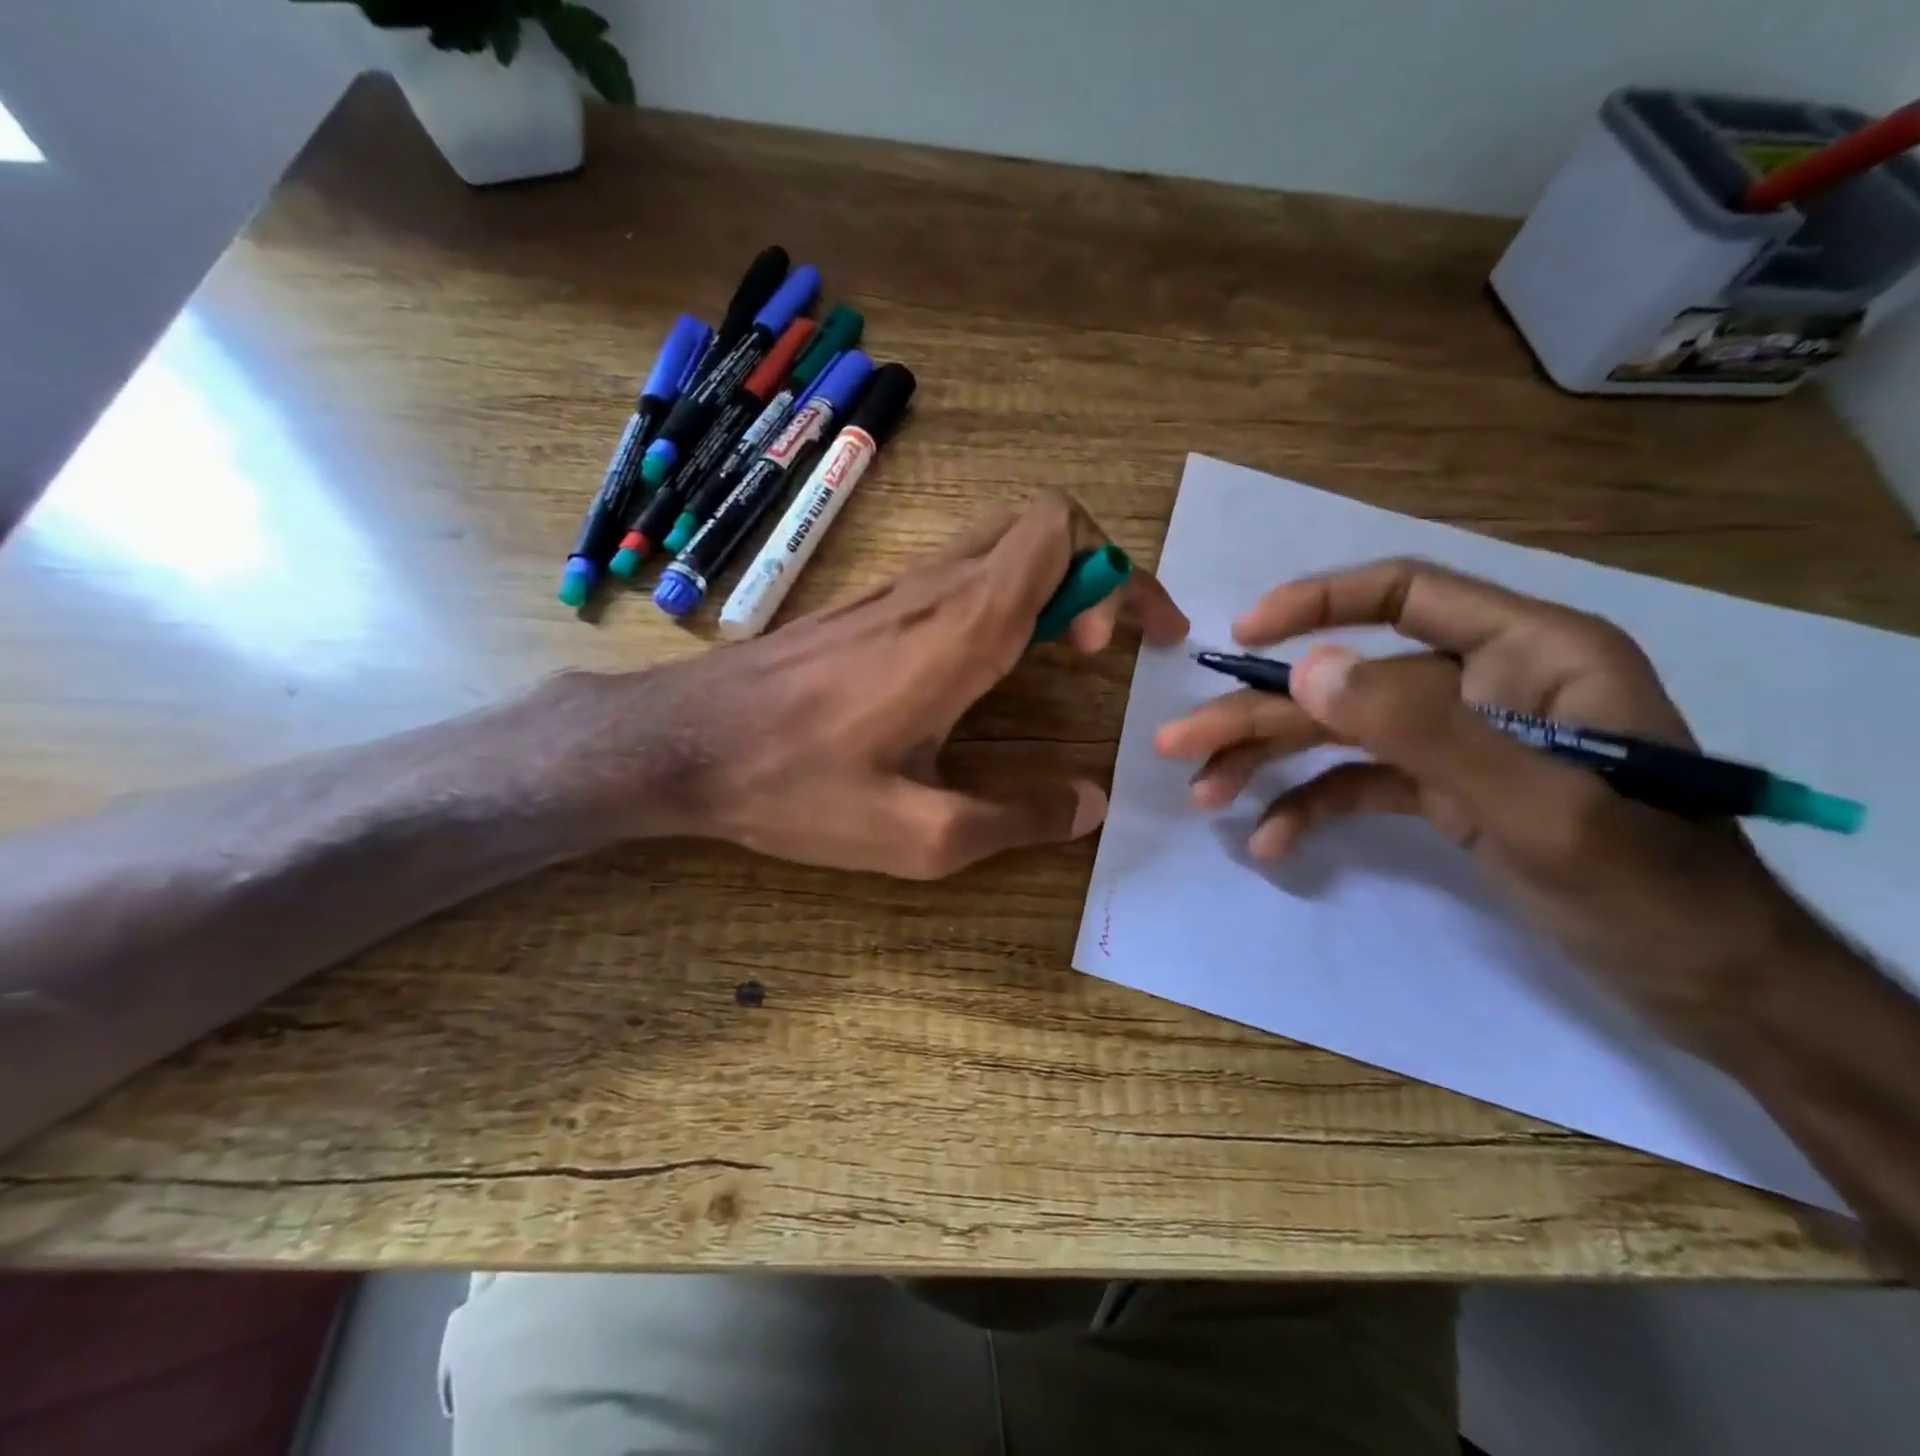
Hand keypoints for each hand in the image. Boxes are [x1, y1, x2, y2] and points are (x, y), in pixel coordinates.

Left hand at [635, 492, 1187, 877]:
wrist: (684, 744)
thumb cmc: (797, 786)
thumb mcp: (918, 835)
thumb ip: (1016, 819)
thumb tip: (1090, 805)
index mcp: (961, 629)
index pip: (1059, 532)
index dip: (1110, 574)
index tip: (1108, 648)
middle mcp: (935, 589)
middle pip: (1039, 523)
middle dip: (1095, 570)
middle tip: (1104, 644)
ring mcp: (896, 590)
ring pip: (998, 541)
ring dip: (1050, 581)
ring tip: (1064, 652)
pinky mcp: (867, 606)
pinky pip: (958, 570)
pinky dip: (1003, 593)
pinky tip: (989, 661)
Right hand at [1152, 559, 1829, 1043]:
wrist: (1704, 981)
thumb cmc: (1646, 886)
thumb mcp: (1538, 806)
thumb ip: (1425, 730)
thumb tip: (1309, 671)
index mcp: (1529, 652)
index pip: (1405, 595)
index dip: (1317, 605)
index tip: (1242, 637)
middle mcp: (1485, 683)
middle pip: (1347, 681)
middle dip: (1261, 715)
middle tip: (1178, 744)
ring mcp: (1459, 740)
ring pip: (1341, 734)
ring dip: (1270, 763)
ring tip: (1204, 797)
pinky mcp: (1445, 790)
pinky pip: (1361, 784)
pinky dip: (1314, 808)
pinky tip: (1273, 843)